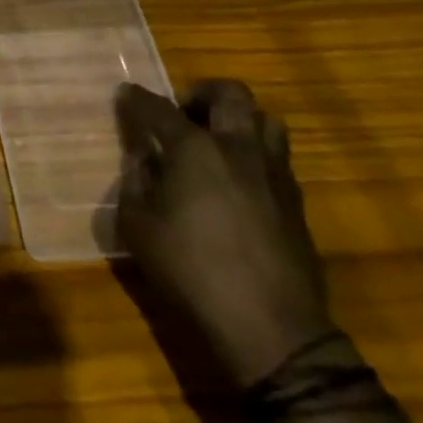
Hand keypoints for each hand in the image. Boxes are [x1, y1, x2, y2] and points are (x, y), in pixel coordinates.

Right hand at [115, 79, 333, 390]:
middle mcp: (237, 148)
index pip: (158, 108)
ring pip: (266, 120)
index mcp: (194, 149)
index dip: (137, 98)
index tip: (126, 94)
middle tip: (184, 114)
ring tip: (217, 143)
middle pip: (230, 94)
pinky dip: (255, 155)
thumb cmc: (191, 272)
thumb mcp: (138, 227)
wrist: (270, 328)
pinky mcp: (296, 202)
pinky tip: (238, 183)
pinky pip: (278, 157)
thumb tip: (144, 159)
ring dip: (239, 120)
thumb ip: (135, 183)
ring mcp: (274, 173)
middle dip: (202, 93)